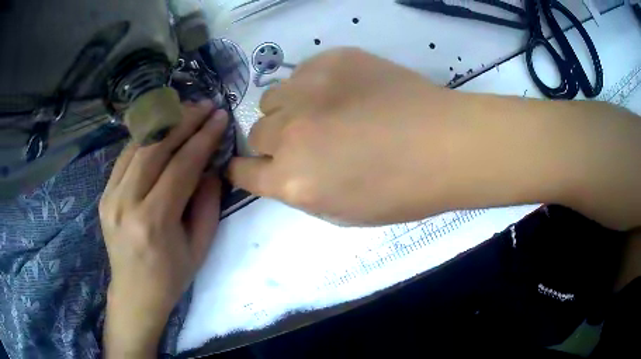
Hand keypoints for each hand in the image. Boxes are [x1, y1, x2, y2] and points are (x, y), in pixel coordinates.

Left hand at [99, 101, 227, 356]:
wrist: (134, 292)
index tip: (220, 117)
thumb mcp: (200, 246)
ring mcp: (110, 196)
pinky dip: (145, 139)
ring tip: (185, 111)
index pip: (181, 166)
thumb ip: (207, 203)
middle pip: (155, 147)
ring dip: (163, 124)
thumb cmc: (171, 276)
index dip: (203, 138)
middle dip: (183, 121)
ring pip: (136, 146)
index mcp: (154, 221)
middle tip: (205, 105)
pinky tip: (160, 130)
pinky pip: (125, 157)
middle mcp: (126, 202)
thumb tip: (209, 166)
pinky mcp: (104, 194)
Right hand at [229, 48, 640, 230]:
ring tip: (321, 112)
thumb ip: (300, 189)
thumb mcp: (342, 210)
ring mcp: (308, 90)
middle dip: (273, 141)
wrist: (447, 144)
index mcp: (294, 180)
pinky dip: (310, 87)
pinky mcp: (330, 60)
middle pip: (256, 132)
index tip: (248, 166)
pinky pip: (300, 74)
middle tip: (304, 140)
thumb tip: (280, 169)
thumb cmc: (402, 190)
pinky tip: (340, 92)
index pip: (244, 172)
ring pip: (272, 98)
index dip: (243, 169)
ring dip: (287, 110)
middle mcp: (291, 133)